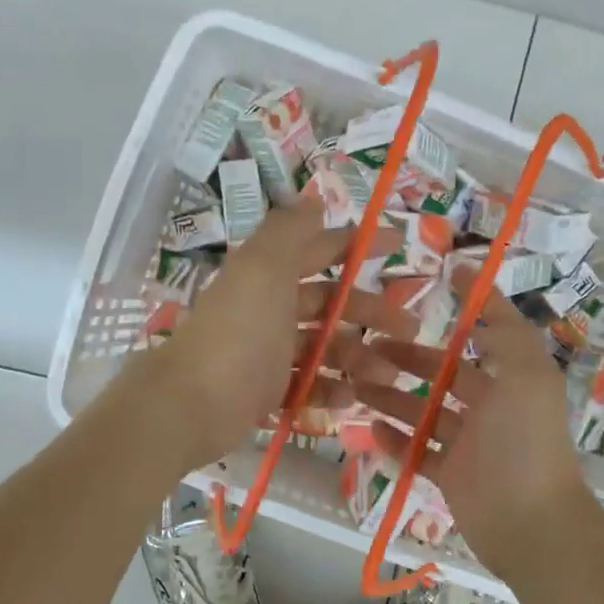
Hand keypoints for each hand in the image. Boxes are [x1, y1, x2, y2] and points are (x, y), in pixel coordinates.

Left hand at [147, 199, 411, 469]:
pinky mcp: (265, 391)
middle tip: (411, 329)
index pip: (320, 249)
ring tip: (389, 375)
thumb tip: (313, 199)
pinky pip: (306, 385)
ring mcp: (267, 352)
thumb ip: (289, 232)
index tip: (400, 246)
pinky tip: (352, 399)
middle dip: (370, 311)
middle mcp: (268, 308)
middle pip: (329, 303)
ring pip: (323, 347)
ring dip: (358, 357)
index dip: (357, 244)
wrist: (192, 403)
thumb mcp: (263, 269)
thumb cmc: (238, 332)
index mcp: (268, 274)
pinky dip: (330, 390)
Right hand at [345, 274, 590, 572]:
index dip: (466, 308)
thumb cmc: (524, 440)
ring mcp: (470, 444)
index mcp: (513, 379)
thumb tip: (475, 278)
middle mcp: (492, 407)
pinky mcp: (452, 476)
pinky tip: (368, 428)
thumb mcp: (524, 372)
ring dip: (391, 398)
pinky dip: (395, 441)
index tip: (432, 283)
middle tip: (365, 349)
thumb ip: (502, 327)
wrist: (530, 522)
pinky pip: (418, 453)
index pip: (485, 335)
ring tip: (354, 386)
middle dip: (407, 359)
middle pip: (443, 376)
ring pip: (424, 413)